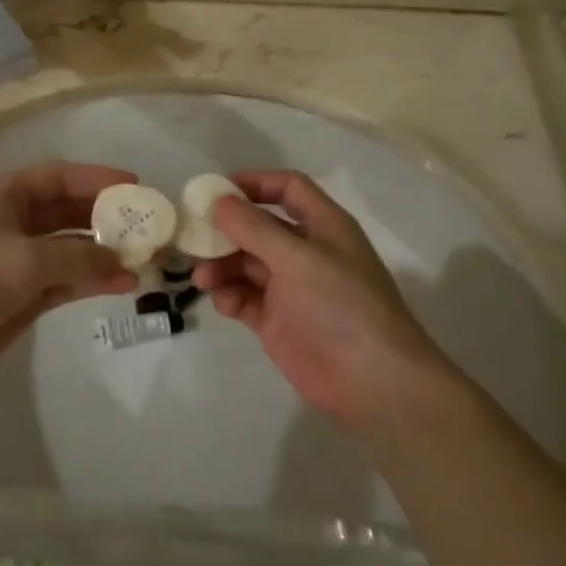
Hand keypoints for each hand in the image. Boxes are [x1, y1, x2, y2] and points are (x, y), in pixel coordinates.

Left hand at [0, 162, 138, 394]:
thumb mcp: (24, 260)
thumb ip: (78, 259)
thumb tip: (123, 263)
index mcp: (5, 196)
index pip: (59, 177)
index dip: (97, 179)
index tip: (135, 187)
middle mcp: (14, 222)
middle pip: (69, 211)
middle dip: (106, 218)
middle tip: (148, 226)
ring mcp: (19, 260)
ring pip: (71, 249)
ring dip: (104, 253)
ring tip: (145, 259)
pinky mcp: (23, 295)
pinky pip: (66, 280)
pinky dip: (92, 280)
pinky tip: (123, 284)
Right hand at [195, 170, 444, 433]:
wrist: (372, 381)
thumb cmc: (342, 305)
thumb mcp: (299, 258)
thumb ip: (255, 228)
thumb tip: (218, 201)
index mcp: (323, 226)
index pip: (287, 189)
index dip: (254, 183)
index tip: (216, 190)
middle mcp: (305, 252)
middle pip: (257, 227)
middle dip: (226, 230)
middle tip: (193, 236)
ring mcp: (289, 288)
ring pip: (244, 263)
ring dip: (221, 265)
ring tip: (203, 278)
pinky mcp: (276, 320)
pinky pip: (243, 297)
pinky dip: (229, 296)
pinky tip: (224, 302)